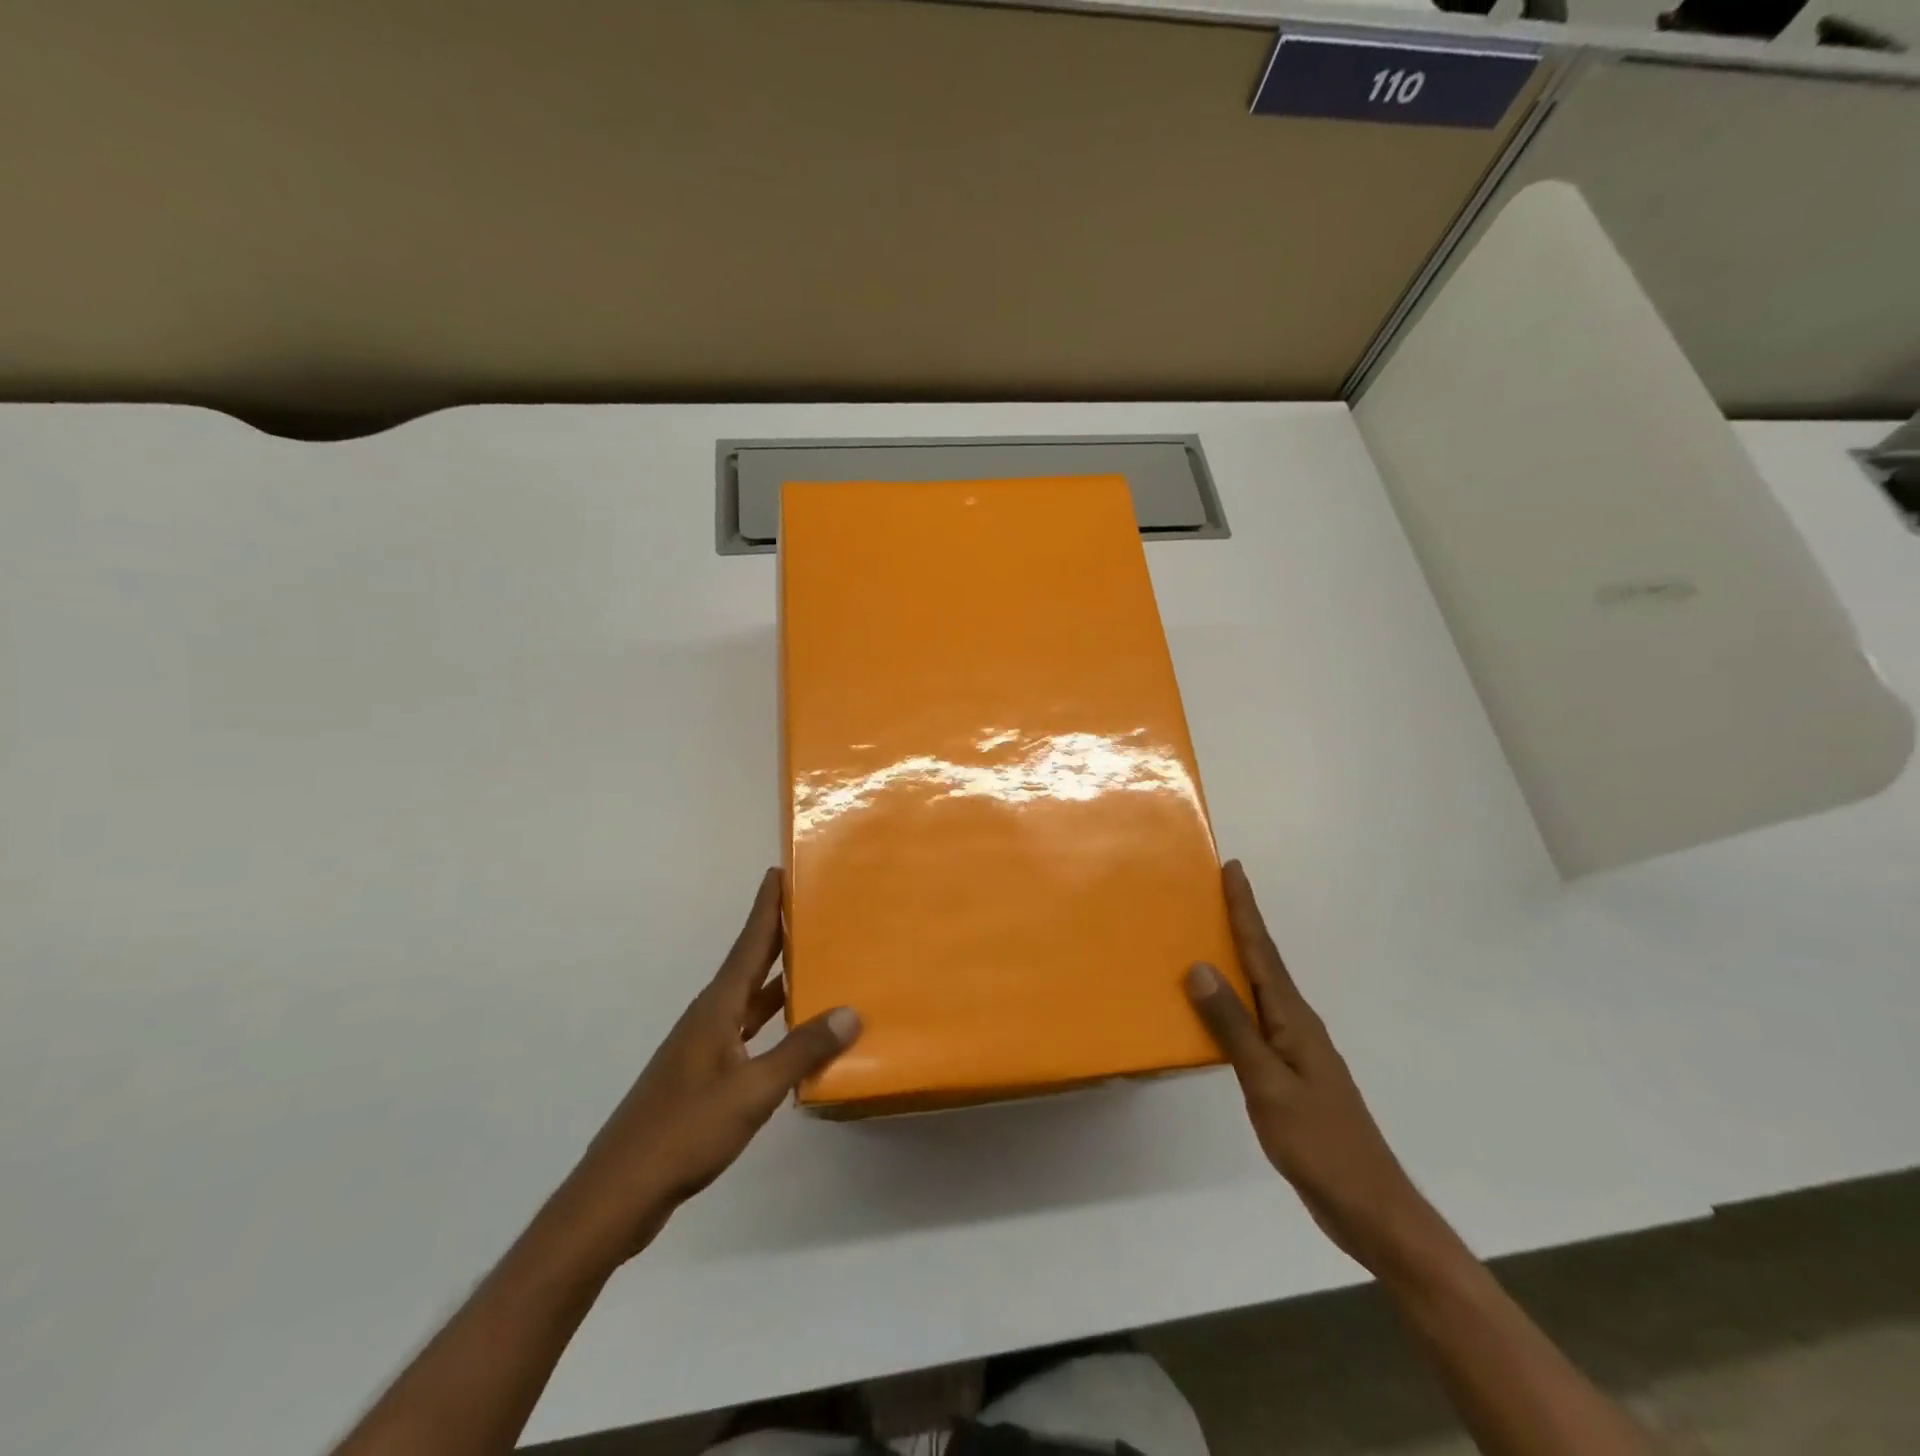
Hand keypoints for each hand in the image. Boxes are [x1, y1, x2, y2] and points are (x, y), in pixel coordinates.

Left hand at [555, 868, 859, 1261]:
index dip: (766, 908)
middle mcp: (709, 1019)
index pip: (748, 945)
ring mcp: (703, 1050)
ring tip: (817, 964)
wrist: (619, 1194)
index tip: (780, 872)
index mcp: (716, 1009)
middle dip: (778, 937)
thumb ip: (801, 1051)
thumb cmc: (684, 1132)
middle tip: (812, 910)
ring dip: (780, 982)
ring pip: (750, 1003)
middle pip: (750, 966)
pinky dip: (773, 1025)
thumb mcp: (752, 1092)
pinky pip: (748, 1035)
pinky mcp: (703, 1080)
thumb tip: (851, 1012)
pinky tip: (794, 1037)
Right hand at [1185, 861, 1447, 1278]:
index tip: (1233, 868)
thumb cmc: (1318, 1142)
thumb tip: (1199, 967)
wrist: (1370, 1207)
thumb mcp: (1268, 1083)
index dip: (1246, 909)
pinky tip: (1216, 1011)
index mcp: (1294, 1018)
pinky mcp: (1290, 1074)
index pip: (1262, 951)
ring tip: (1205, 938)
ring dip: (1235, 960)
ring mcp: (1296, 1050)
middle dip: (1240, 924)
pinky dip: (1234, 1002)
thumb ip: (1233, 1026)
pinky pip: (1255, 1022)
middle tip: (1211, 891)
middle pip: (1262, 962)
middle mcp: (1296, 1024)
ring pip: (1258, 991)